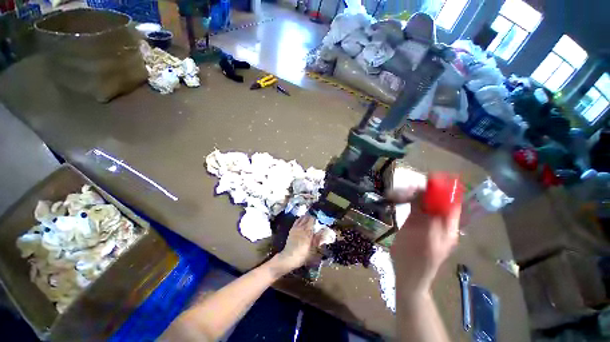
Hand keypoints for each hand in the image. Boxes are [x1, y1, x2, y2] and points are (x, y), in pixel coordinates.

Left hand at [273, 215, 317, 274]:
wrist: (289, 257)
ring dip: (306, 217)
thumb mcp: (313, 249)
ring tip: (309, 218)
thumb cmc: (303, 254)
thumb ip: (319, 238)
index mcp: (307, 231)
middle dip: (311, 216)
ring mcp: (296, 227)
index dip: (316, 218)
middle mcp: (301, 227)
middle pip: (306, 217)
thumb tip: (324, 231)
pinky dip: (300, 219)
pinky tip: (302, 221)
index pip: (312, 219)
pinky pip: (296, 221)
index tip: (319, 219)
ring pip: (301, 218)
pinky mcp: (291, 229)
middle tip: (315, 219)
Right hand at [390, 191, 460, 297]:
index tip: (430, 179)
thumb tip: (428, 195)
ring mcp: (426, 221)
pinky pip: (413, 207)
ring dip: (412, 194)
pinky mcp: (414, 222)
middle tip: (407, 187)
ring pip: (423, 202)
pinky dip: (406, 200)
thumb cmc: (417, 261)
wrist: (407, 275)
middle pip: (435, 200)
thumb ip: (428, 218)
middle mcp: (439, 221)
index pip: (451, 203)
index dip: (444, 190)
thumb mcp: (425, 240)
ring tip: (399, 192)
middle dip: (423, 191)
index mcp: (448, 227)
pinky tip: (397, 197)